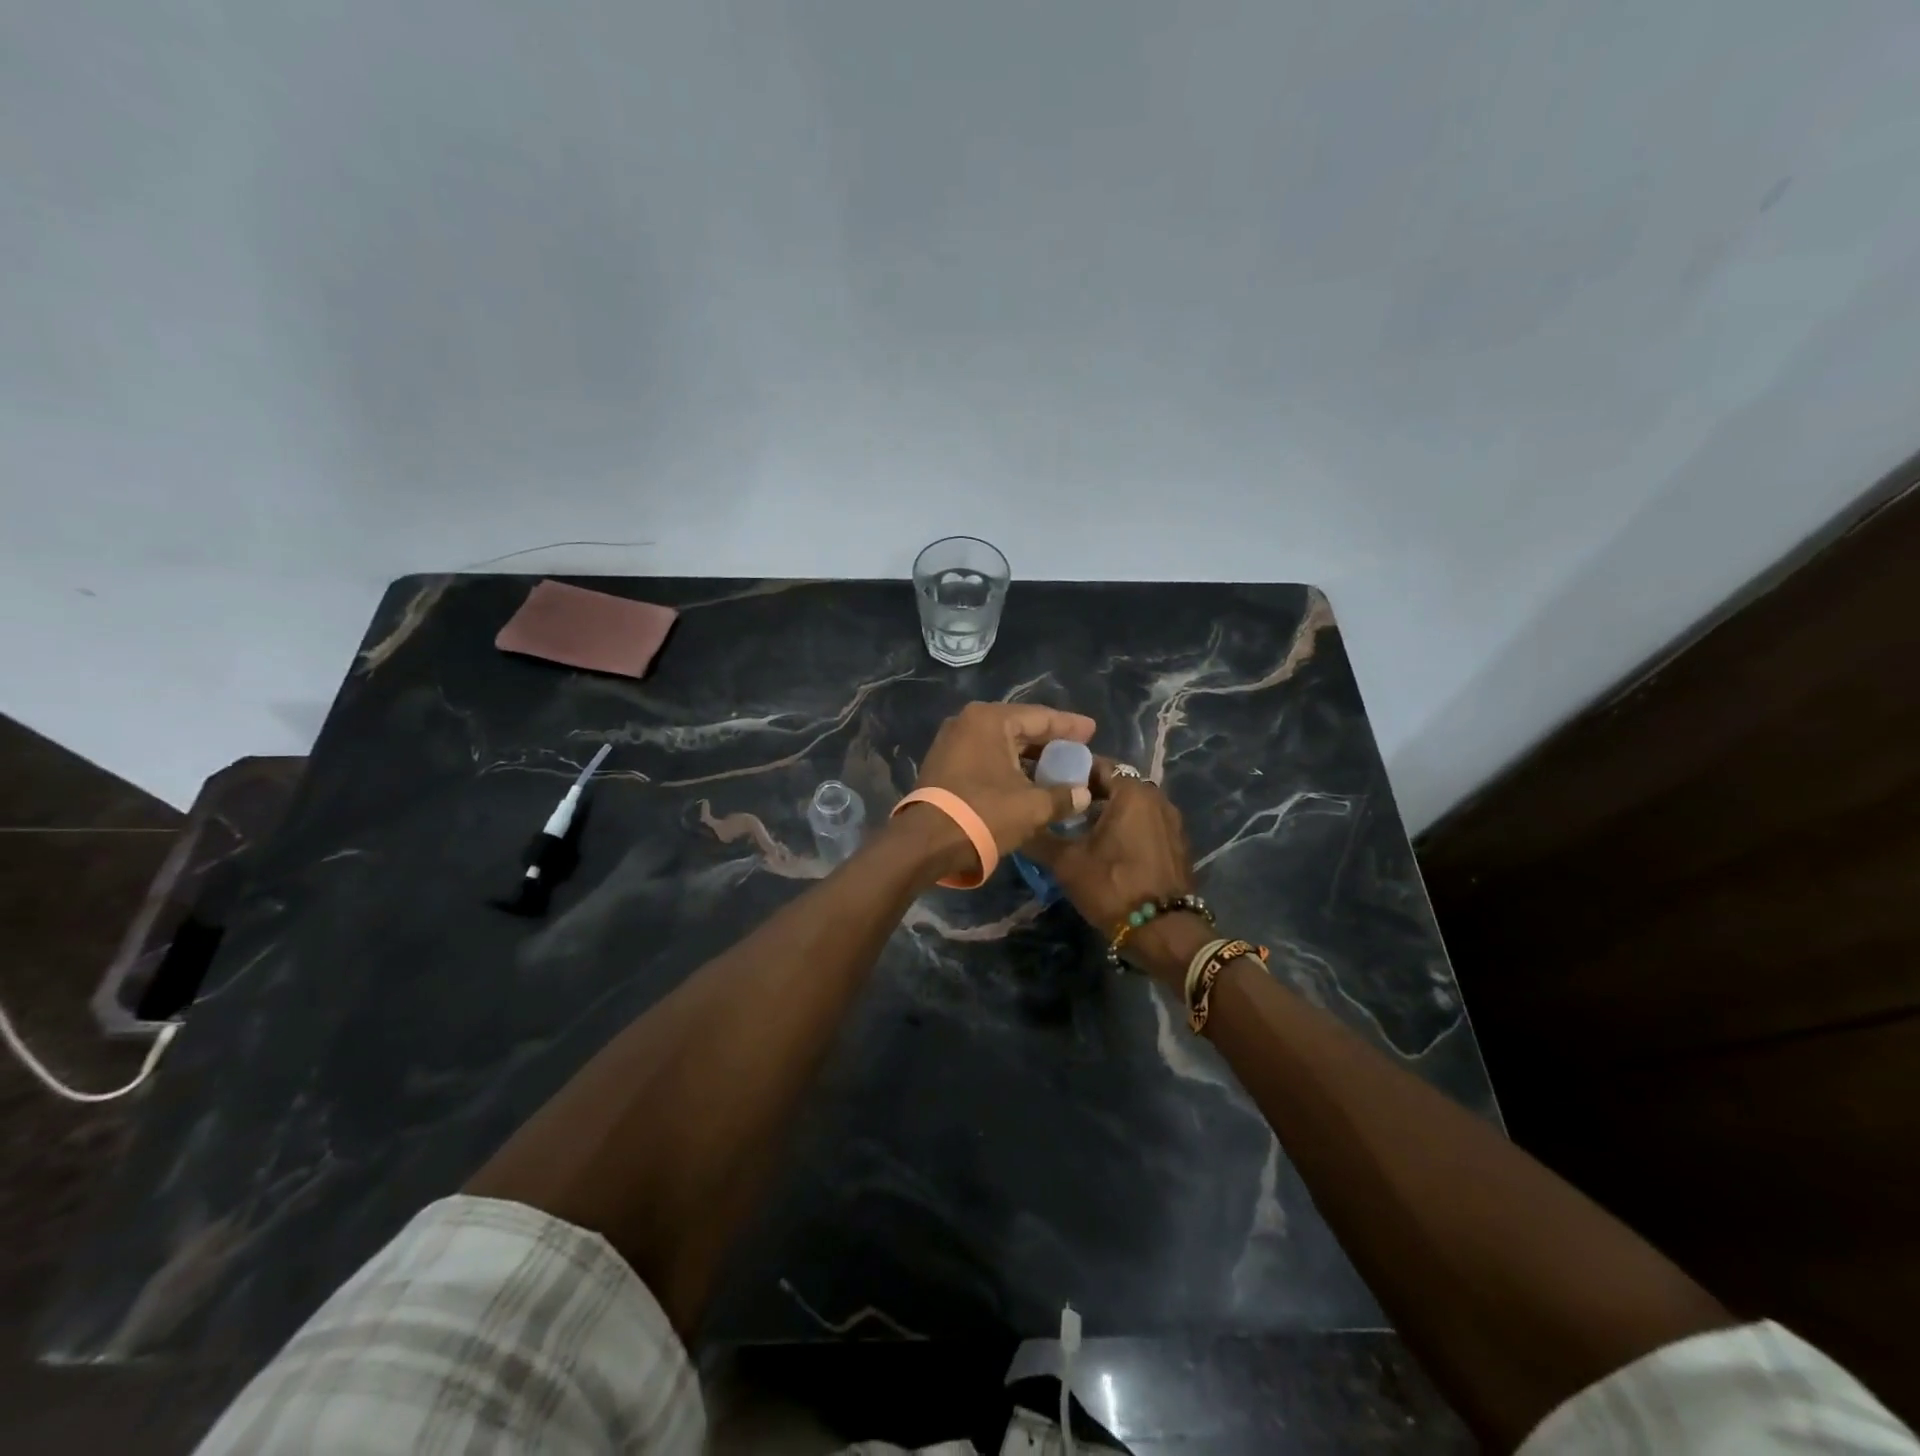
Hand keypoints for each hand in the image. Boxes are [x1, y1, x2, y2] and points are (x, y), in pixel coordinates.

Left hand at [906, 703, 1097, 879]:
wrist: (926, 842)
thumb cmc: (983, 813)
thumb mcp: (1032, 806)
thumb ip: (1063, 796)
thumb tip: (1083, 795)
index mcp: (990, 719)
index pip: (1040, 717)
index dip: (1069, 725)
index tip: (1092, 730)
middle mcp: (967, 722)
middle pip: (1019, 727)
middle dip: (1049, 740)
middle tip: (1078, 747)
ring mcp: (951, 742)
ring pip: (1001, 743)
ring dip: (1028, 756)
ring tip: (1057, 766)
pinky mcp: (943, 763)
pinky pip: (985, 756)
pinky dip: (1007, 765)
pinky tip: (1027, 779)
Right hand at [1021, 762, 1204, 989]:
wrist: (1164, 931)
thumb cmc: (1113, 886)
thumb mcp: (1066, 862)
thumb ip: (1039, 837)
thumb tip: (1016, 823)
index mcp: (1132, 791)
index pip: (1095, 764)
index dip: (1067, 771)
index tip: (1045, 783)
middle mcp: (1156, 797)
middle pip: (1114, 784)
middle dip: (1085, 793)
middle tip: (1056, 807)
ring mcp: (1171, 821)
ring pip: (1129, 805)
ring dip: (1105, 812)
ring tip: (1076, 828)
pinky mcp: (1176, 843)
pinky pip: (1144, 823)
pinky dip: (1124, 827)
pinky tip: (1104, 847)